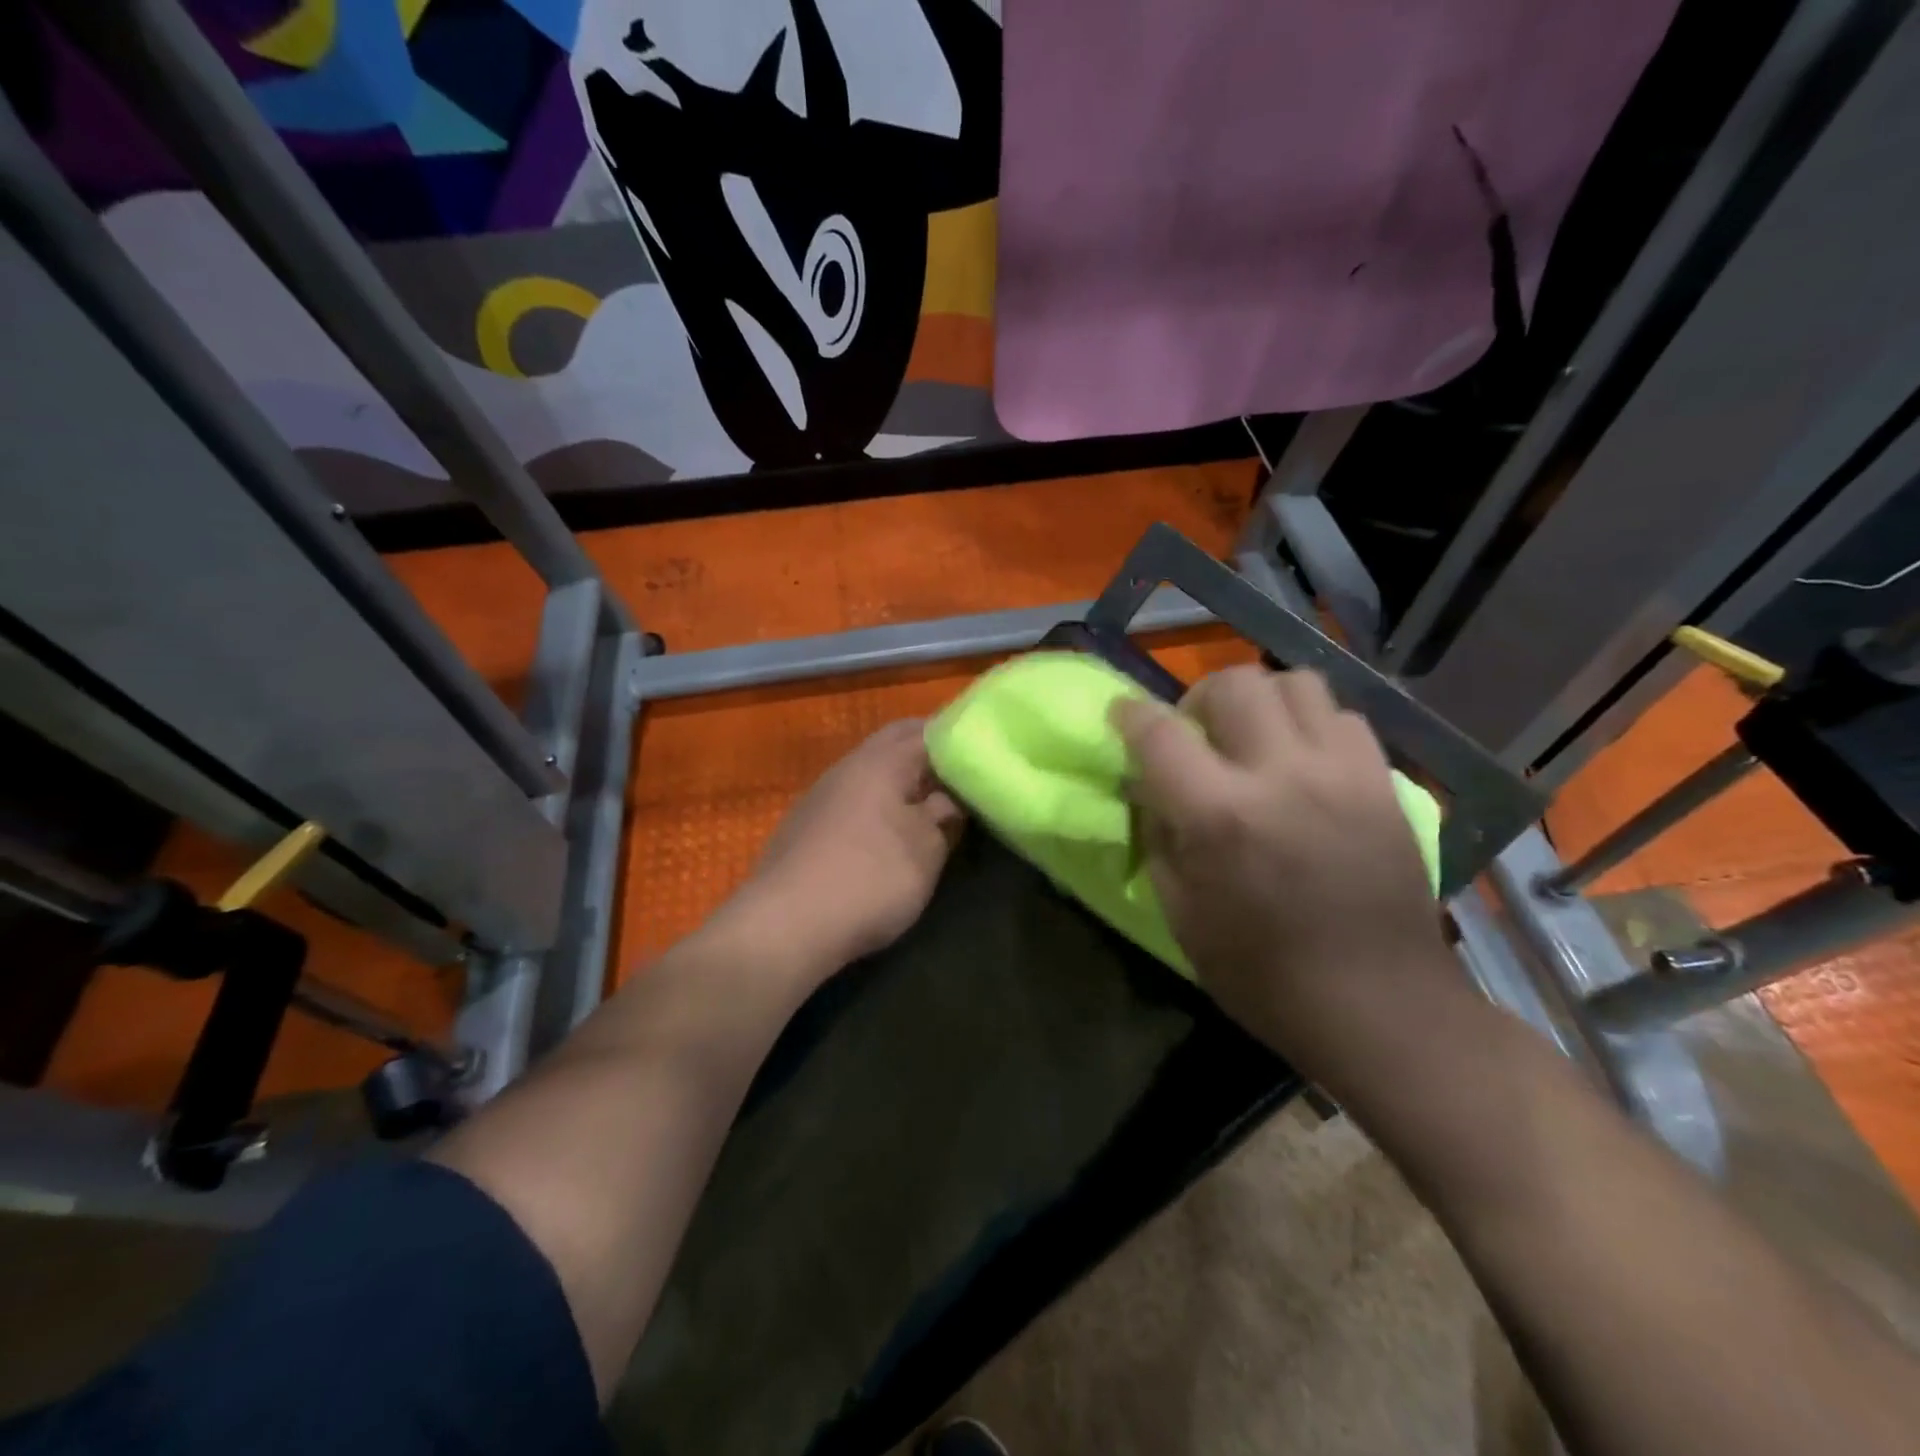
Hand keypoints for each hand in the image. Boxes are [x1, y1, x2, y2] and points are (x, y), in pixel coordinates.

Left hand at [728, 720, 964, 980]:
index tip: (982, 755)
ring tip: (930, 803)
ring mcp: (820, 795)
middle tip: (960, 776)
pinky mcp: (805, 825)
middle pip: (893, 743)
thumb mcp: (925, 850)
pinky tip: (887, 829)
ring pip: (869, 770)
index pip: (926, 731)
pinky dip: (876, 802)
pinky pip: (851, 797)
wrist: (786, 925)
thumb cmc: (871, 879)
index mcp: (882, 762)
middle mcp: (847, 767)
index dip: (957, 739)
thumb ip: (942, 816)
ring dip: (899, 779)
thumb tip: (948, 799)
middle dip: (926, 753)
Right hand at [1114, 666, 1456, 1093]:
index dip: (1130, 715)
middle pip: (1232, 684)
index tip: (1121, 714)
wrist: (1382, 1006)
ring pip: (1293, 682)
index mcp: (1221, 817)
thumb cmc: (1265, 975)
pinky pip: (1342, 715)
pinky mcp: (1382, 782)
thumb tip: (1148, 786)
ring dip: (1258, 700)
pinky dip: (1310, 722)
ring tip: (1251, 737)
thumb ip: (1159, 837)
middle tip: (1196, 735)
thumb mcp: (1182, 915)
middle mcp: (1281, 775)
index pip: (1160, 733)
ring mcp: (1341, 772)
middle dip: (1198, 699)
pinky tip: (1300, 759)